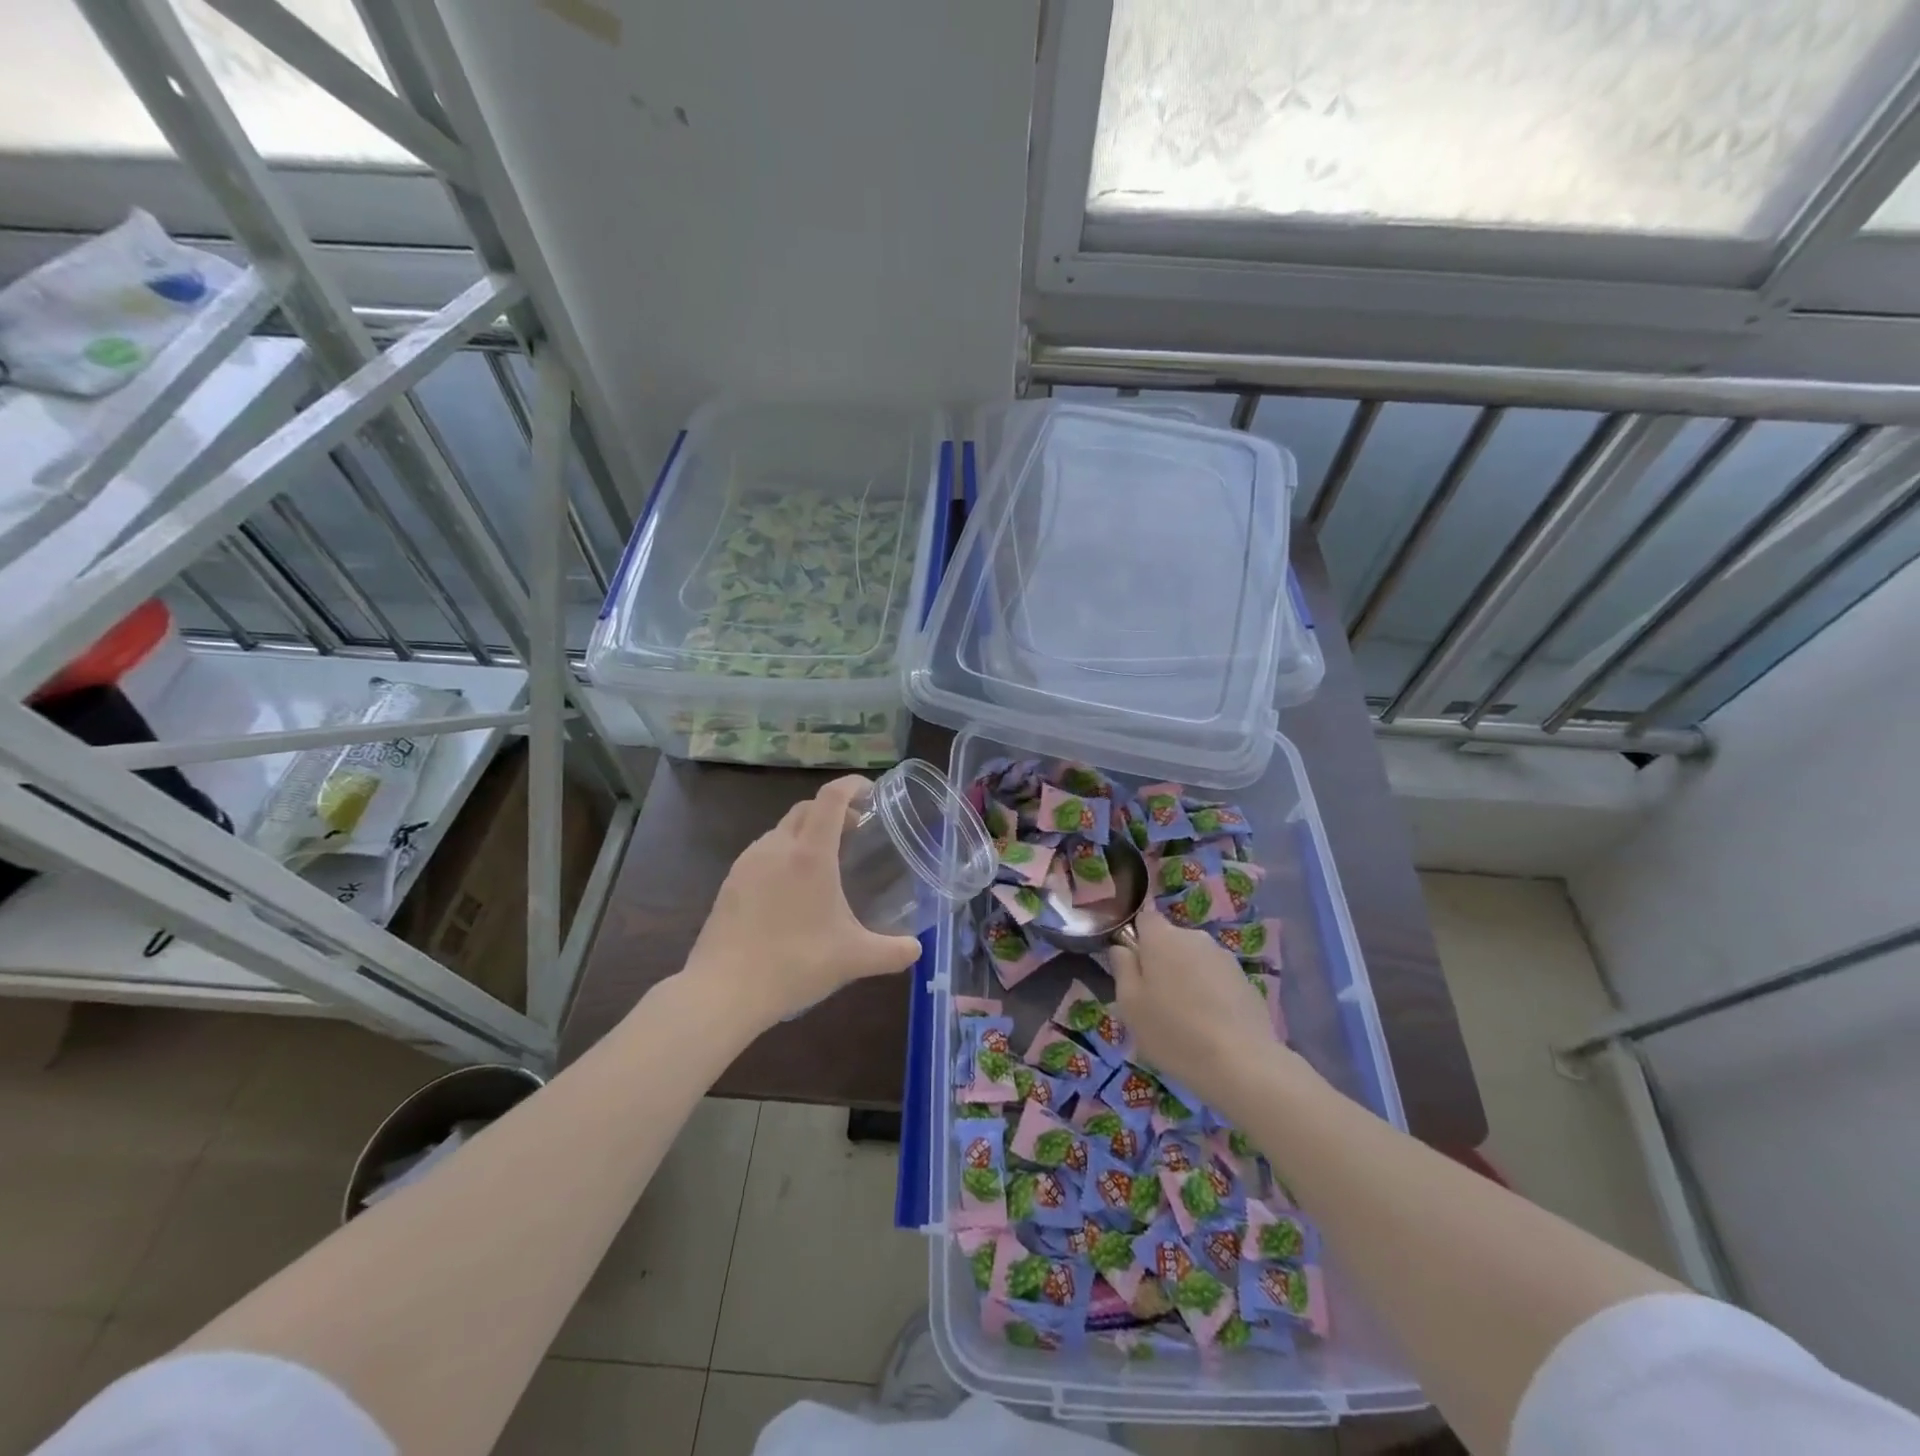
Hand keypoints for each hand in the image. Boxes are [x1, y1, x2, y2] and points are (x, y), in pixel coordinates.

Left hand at [685, 775, 922, 1026]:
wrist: (723, 991)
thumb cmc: (795, 964)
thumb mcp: (853, 959)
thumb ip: (892, 952)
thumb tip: (917, 949)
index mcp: (810, 854)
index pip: (831, 798)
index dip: (852, 785)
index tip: (871, 791)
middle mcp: (776, 847)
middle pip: (806, 808)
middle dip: (833, 810)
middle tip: (856, 830)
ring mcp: (747, 863)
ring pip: (781, 830)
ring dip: (806, 832)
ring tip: (825, 861)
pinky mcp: (729, 883)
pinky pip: (763, 853)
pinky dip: (784, 854)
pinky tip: (791, 890)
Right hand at [1108, 903, 1286, 1110]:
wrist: (1242, 1063)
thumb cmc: (1173, 1031)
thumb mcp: (1129, 1004)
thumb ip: (1122, 967)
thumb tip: (1122, 948)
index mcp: (1162, 937)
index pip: (1144, 918)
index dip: (1136, 939)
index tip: (1134, 970)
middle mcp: (1194, 937)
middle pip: (1170, 940)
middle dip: (1161, 962)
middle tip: (1155, 1001)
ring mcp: (1224, 957)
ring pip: (1194, 960)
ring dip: (1186, 978)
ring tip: (1185, 1019)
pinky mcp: (1245, 980)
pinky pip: (1216, 978)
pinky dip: (1209, 993)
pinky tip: (1210, 1026)